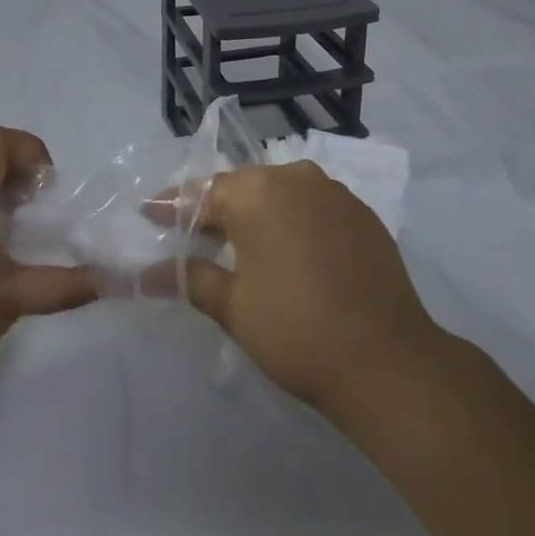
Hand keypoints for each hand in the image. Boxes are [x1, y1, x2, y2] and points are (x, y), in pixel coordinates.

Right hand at [171, 160, 443, 419]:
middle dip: (216, 210)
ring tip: (239, 245)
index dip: (173, 207)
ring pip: (280, 193)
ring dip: (257, 213)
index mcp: (258, 191)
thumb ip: (191, 278)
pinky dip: (293, 220)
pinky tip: (289, 250)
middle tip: (193, 237)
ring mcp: (334, 191)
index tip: (150, 215)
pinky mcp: (361, 212)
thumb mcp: (234, 306)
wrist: (386, 359)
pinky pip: (313, 205)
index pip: (202, 193)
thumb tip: (148, 272)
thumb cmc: (296, 331)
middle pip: (243, 187)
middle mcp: (296, 176)